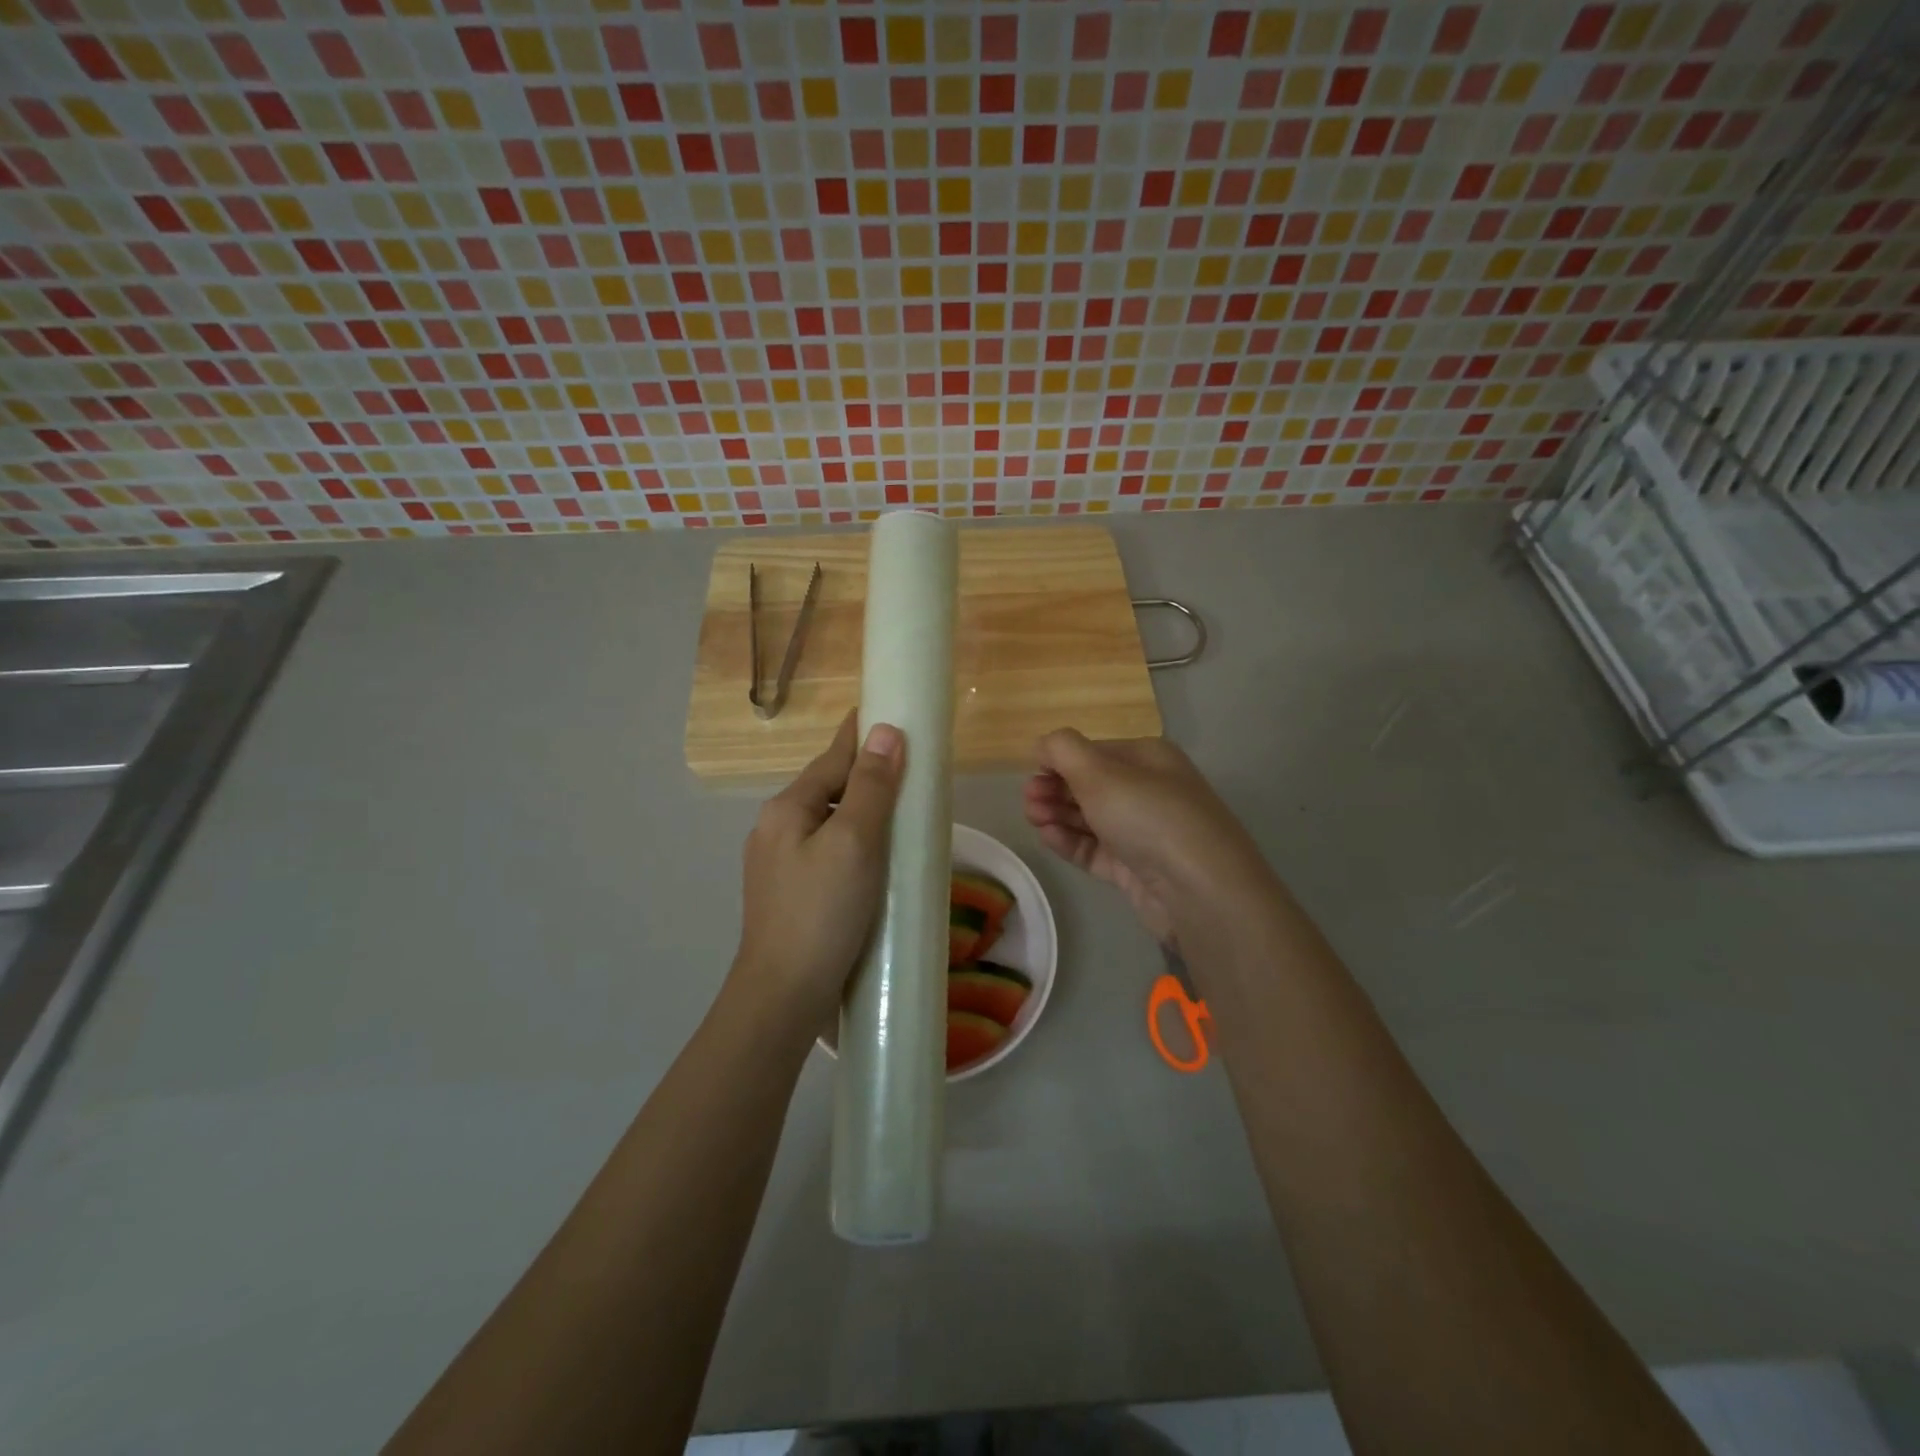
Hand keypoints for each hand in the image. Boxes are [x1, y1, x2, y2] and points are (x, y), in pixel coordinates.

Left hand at [733, 712, 904, 1030]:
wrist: (783, 996)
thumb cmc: (822, 912)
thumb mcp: (854, 842)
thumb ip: (871, 786)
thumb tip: (886, 731)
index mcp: (787, 808)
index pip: (832, 757)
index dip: (861, 734)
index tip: (888, 711)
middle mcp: (776, 829)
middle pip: (828, 788)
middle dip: (865, 775)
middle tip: (910, 769)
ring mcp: (779, 864)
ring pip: (828, 822)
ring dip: (861, 812)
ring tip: (900, 814)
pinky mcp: (790, 894)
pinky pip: (827, 852)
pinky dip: (854, 843)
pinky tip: (875, 861)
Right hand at [1022, 731, 1272, 947]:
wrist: (1199, 890)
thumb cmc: (1148, 816)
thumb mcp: (1100, 772)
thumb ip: (1063, 750)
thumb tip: (1042, 744)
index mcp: (1147, 758)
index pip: (1093, 752)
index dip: (1059, 761)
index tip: (1031, 774)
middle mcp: (1148, 791)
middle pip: (1090, 785)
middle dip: (1055, 788)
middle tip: (1029, 801)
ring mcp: (1143, 832)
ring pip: (1091, 818)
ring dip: (1059, 814)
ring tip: (1033, 819)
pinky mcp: (1136, 869)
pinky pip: (1096, 850)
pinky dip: (1071, 841)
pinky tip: (1048, 837)